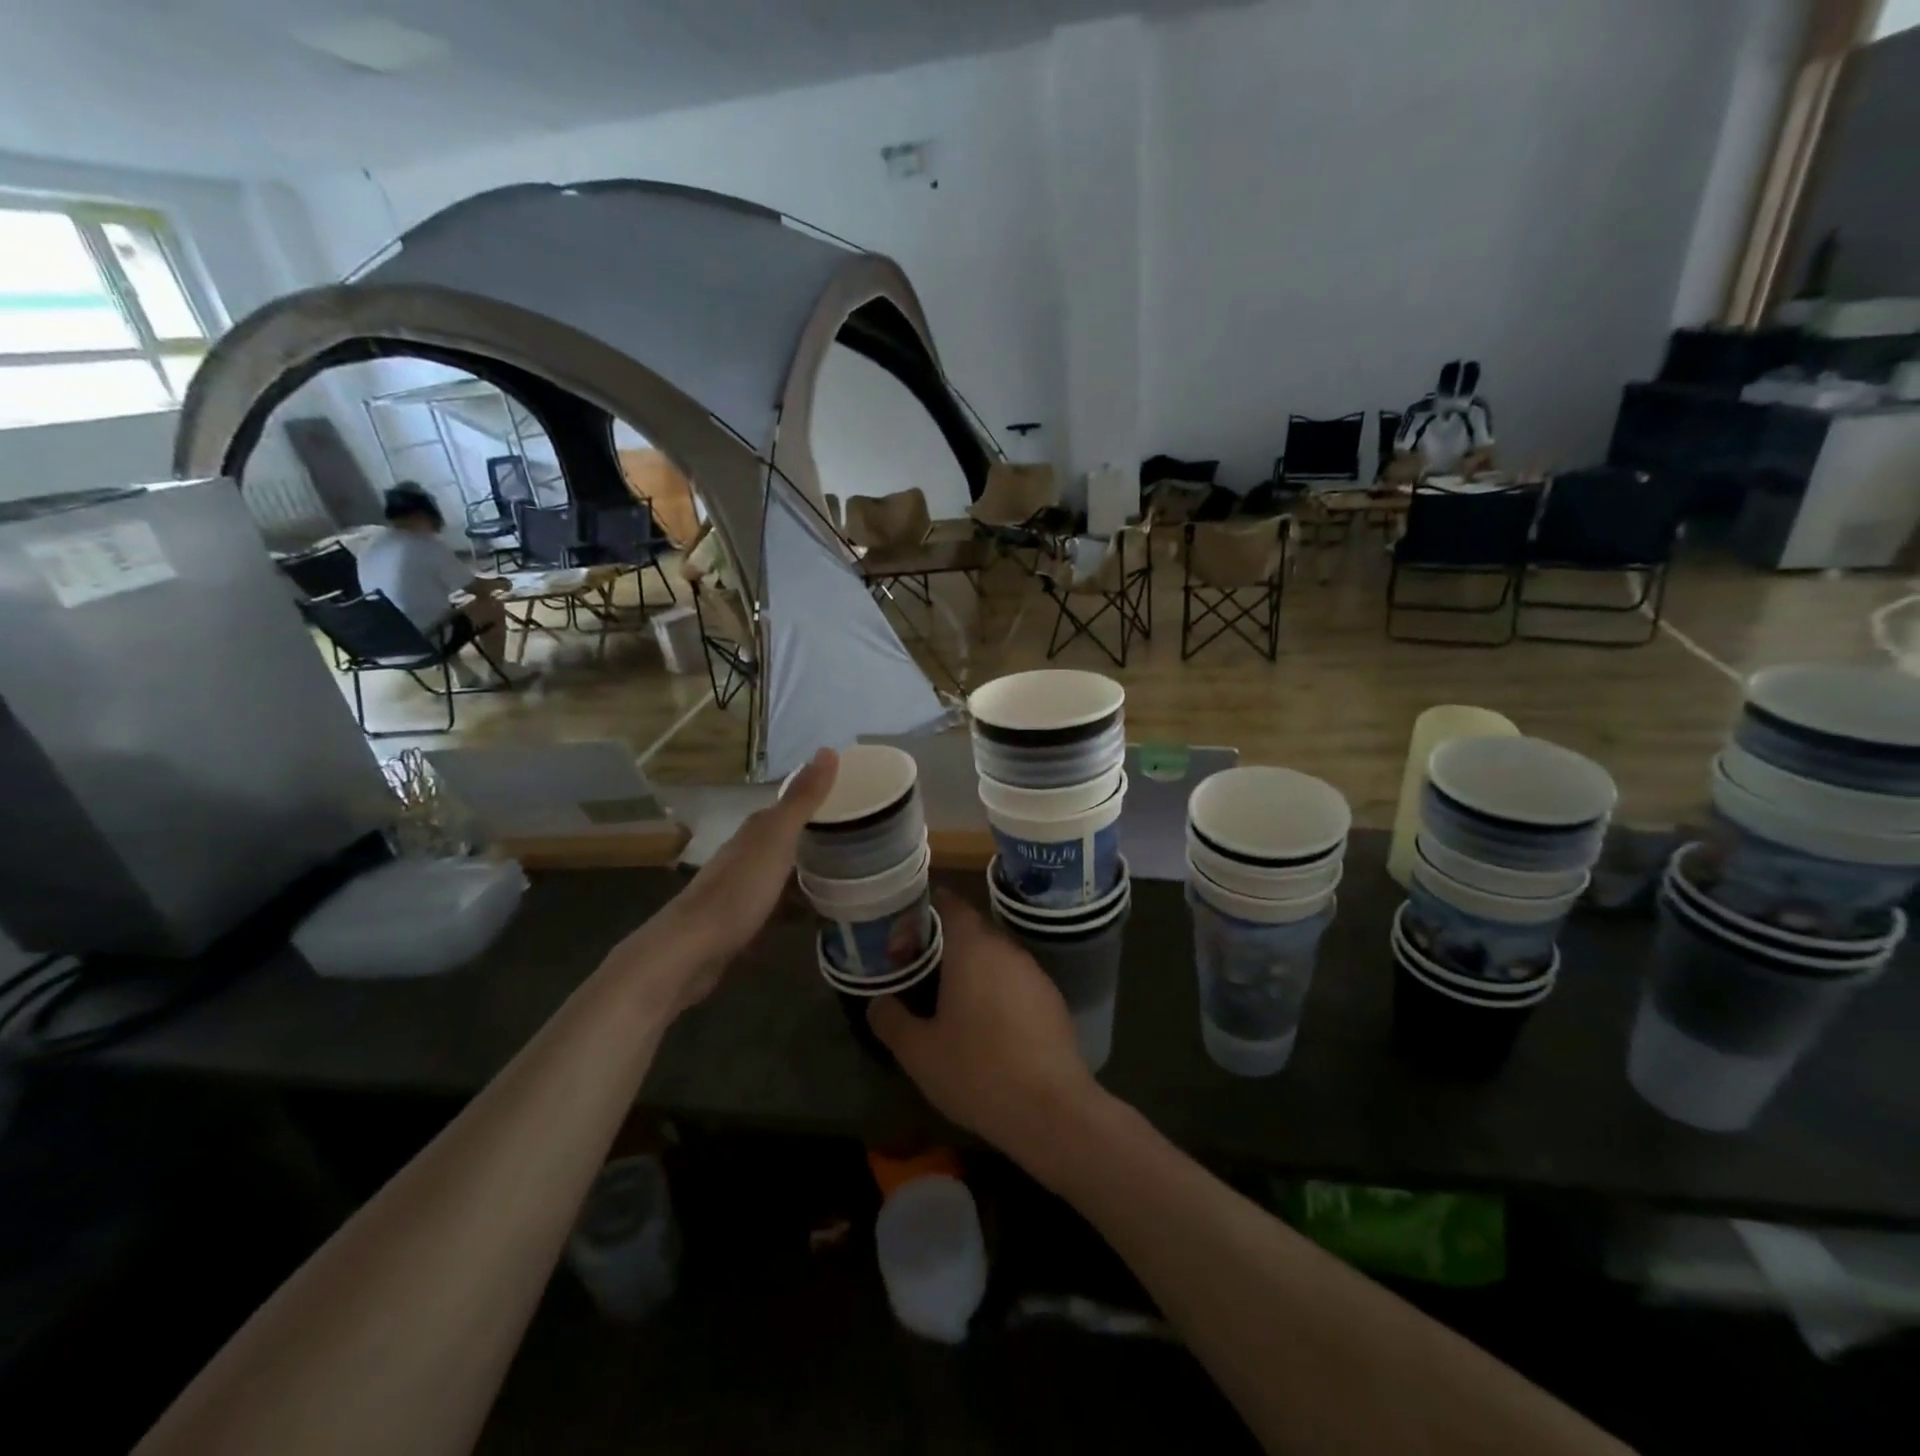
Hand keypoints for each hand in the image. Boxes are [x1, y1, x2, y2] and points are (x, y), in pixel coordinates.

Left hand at [605, 748, 837, 1016]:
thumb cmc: (738, 892)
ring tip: (847, 878)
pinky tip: (816, 916)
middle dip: (816, 838)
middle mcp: (745, 854)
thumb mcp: (777, 840)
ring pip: (782, 872)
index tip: (852, 801)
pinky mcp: (740, 922)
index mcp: (755, 831)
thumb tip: (828, 749)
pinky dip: (796, 906)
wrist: (690, 952)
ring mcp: (741, 889)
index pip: (789, 806)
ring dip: (807, 873)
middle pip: (786, 839)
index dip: (817, 801)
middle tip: (859, 840)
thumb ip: (802, 799)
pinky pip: (777, 905)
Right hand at [868, 891, 1101, 1160]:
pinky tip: (986, 1026)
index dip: (926, 910)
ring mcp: (1035, 973)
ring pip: (995, 957)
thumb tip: (878, 1002)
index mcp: (972, 948)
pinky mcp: (1053, 1000)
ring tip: (948, 1001)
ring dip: (971, 970)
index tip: (905, 932)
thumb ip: (891, 1020)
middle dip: (944, 944)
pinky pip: (1016, 982)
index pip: (950, 905)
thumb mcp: (918, 1052)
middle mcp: (1007, 949)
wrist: (1052, 1110)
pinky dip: (996, 991)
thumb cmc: (977, 1071)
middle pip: (972, 931)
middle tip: (918, 970)